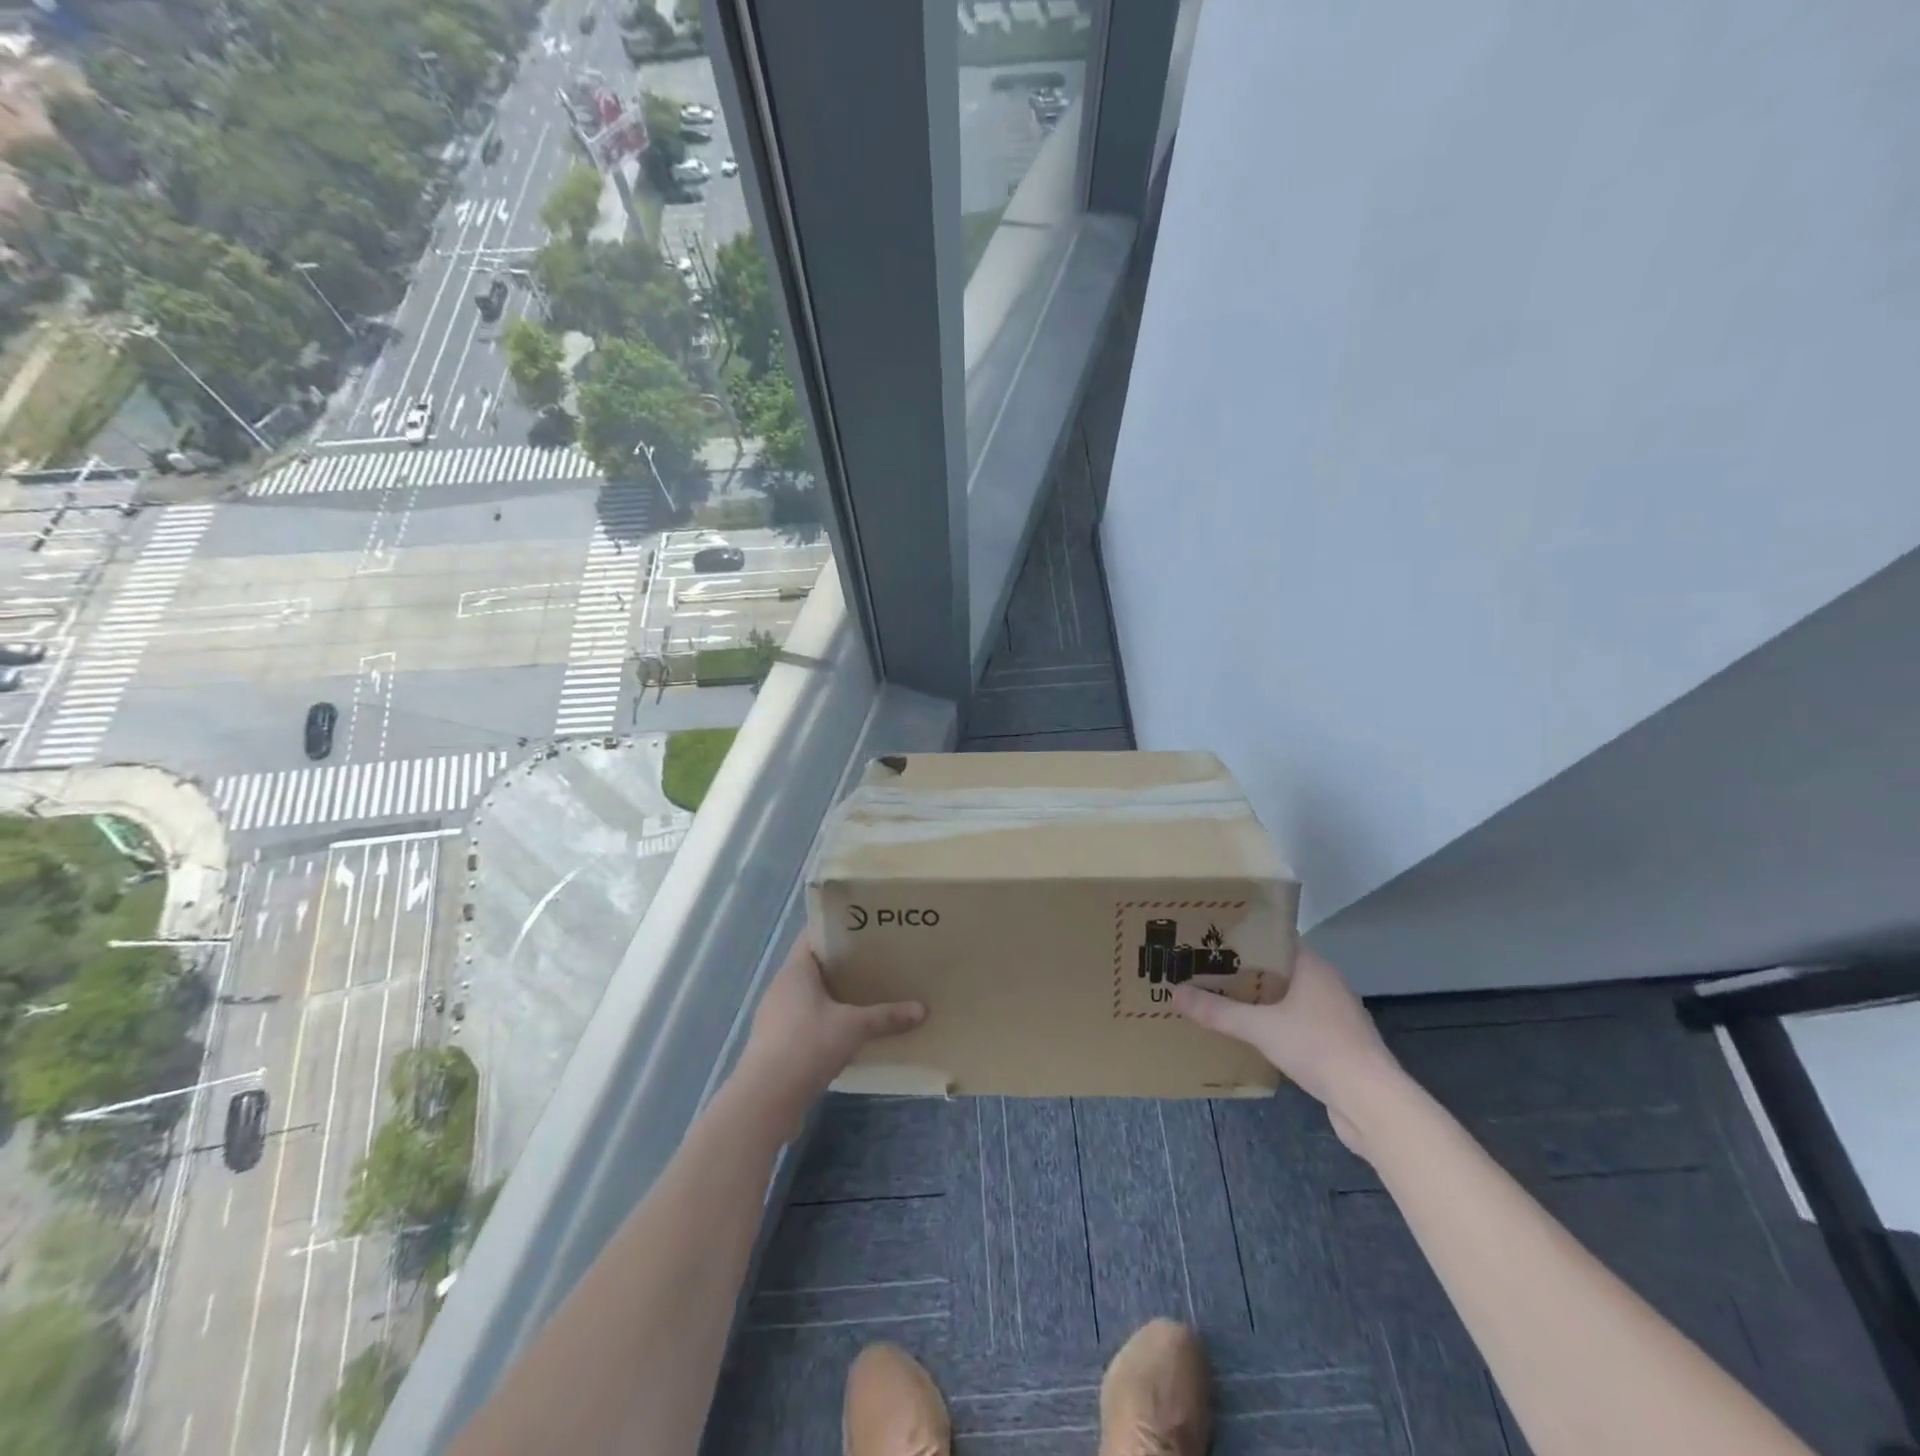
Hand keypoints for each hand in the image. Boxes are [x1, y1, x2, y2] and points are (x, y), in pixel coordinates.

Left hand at [730, 934, 924, 1137]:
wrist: (766, 1100)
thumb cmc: (807, 1046)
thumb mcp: (854, 1028)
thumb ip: (886, 1016)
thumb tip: (921, 1010)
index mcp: (795, 971)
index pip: (814, 936)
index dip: (838, 929)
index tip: (867, 930)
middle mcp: (782, 987)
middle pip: (815, 966)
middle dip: (844, 965)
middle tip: (877, 962)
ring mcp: (776, 1016)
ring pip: (810, 996)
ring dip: (835, 996)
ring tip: (867, 995)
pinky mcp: (777, 1043)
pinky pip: (806, 1020)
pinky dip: (826, 1021)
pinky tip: (848, 1031)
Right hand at [1172, 945, 1400, 1154]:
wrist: (1372, 1103)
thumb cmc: (1318, 1047)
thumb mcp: (1259, 1028)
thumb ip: (1218, 1012)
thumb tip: (1175, 993)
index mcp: (1312, 967)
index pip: (1274, 939)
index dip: (1243, 938)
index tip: (1212, 941)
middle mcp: (1325, 984)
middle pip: (1277, 969)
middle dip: (1243, 972)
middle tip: (1205, 970)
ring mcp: (1334, 1016)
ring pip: (1287, 999)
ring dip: (1259, 1001)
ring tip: (1221, 1001)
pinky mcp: (1336, 1045)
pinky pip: (1296, 1025)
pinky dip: (1274, 1026)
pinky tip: (1250, 1036)